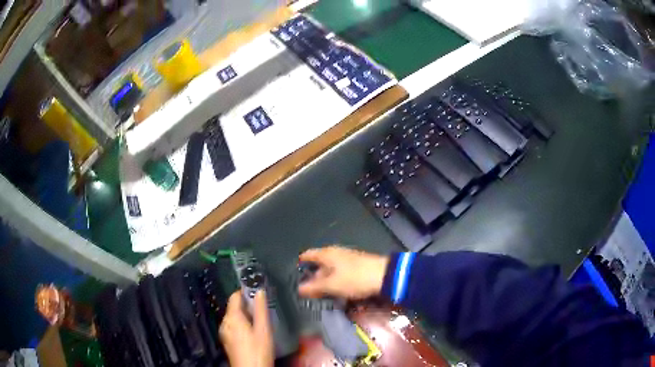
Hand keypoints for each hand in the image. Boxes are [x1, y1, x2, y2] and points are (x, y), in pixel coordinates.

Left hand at [219, 291, 273, 366]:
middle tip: (262, 309)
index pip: (235, 296)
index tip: (257, 291)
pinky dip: (241, 325)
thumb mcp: (264, 330)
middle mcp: (225, 322)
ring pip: (233, 317)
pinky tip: (252, 333)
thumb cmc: (258, 350)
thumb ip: (261, 309)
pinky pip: (232, 326)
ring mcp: (224, 332)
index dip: (245, 291)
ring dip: (244, 316)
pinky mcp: (227, 341)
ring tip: (259, 321)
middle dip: (247, 305)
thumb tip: (260, 291)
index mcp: (232, 317)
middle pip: (234, 307)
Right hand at [298, 246, 389, 299]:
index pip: (308, 255)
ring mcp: (348, 259)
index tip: (295, 275)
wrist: (385, 276)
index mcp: (327, 254)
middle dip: (313, 277)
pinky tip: (336, 291)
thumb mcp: (332, 285)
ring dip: (325, 281)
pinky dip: (336, 281)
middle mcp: (336, 253)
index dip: (300, 264)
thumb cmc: (355, 279)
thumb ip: (314, 287)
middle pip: (319, 263)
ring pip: (331, 269)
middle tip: (307, 291)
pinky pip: (341, 273)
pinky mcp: (358, 266)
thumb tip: (299, 289)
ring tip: (320, 294)